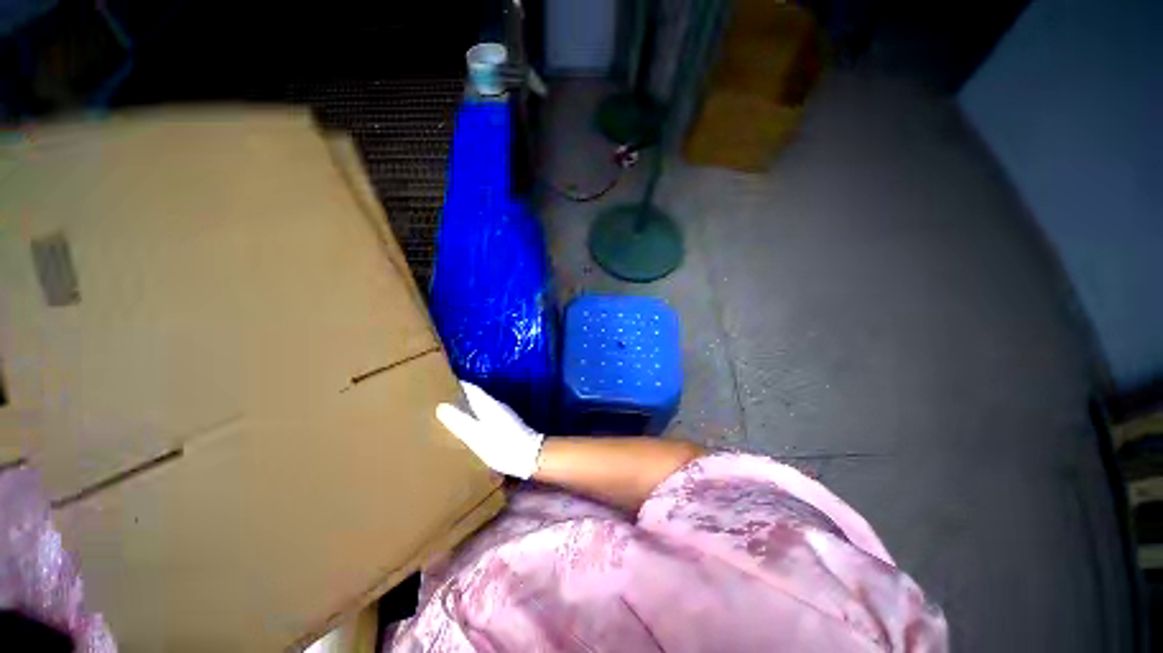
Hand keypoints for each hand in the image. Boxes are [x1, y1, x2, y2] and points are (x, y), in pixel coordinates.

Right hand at [436, 382, 543, 478]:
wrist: (530, 457)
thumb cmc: (501, 445)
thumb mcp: (476, 436)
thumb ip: (459, 421)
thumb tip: (441, 406)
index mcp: (489, 404)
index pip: (471, 389)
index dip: (457, 385)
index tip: (442, 384)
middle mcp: (497, 406)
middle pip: (476, 397)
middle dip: (460, 398)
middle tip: (440, 402)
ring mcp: (503, 416)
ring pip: (481, 408)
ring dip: (467, 410)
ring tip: (451, 418)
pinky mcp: (507, 426)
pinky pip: (486, 418)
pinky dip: (475, 420)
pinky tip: (468, 432)